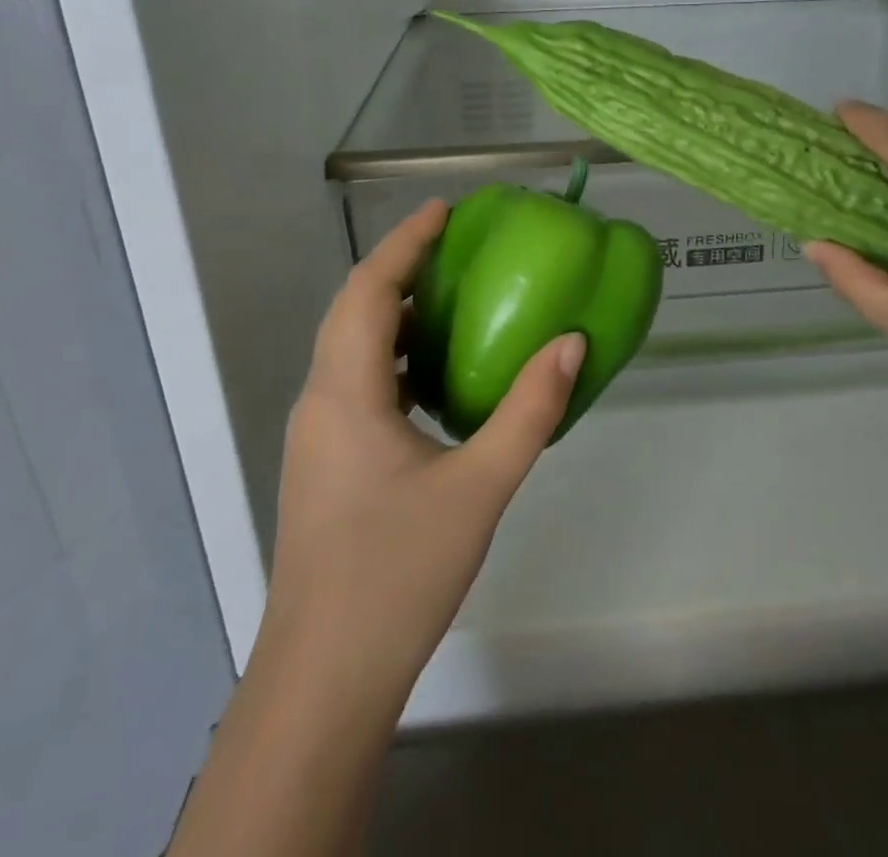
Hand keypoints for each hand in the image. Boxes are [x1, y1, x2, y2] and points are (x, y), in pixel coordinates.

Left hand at [266, 200, 583, 704]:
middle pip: (353, 311)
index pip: (368, 291)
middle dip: (399, 268)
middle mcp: (321, 402)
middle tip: (453, 245)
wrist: (324, 678)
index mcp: (346, 393)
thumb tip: (570, 343)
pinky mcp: (325, 463)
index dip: (403, 242)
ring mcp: (317, 435)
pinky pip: (357, 383)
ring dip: (394, 313)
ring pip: (351, 348)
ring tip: (449, 298)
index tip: (443, 210)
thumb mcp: (479, 488)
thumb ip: (528, 411)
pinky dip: (393, 357)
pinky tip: (434, 378)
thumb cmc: (398, 574)